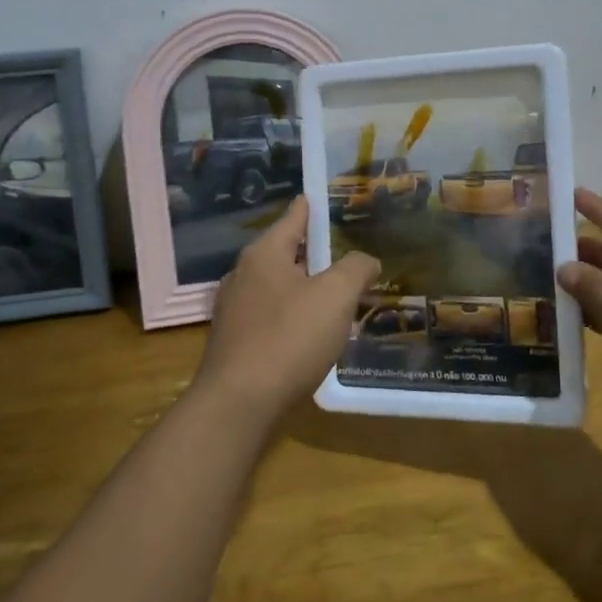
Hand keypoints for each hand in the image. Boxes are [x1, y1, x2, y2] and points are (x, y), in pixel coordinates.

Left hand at [192, 197, 381, 426]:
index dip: (313, 207)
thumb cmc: (289, 338)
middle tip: (347, 252)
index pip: (294, 217)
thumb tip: (366, 260)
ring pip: (279, 287)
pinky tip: (313, 333)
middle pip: (286, 252)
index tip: (323, 197)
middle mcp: (244, 274)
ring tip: (338, 294)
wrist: (239, 404)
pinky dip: (294, 316)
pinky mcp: (235, 342)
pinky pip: (272, 316)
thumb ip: (355, 269)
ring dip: (307, 288)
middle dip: (315, 252)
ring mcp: (235, 310)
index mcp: (264, 254)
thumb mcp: (335, 296)